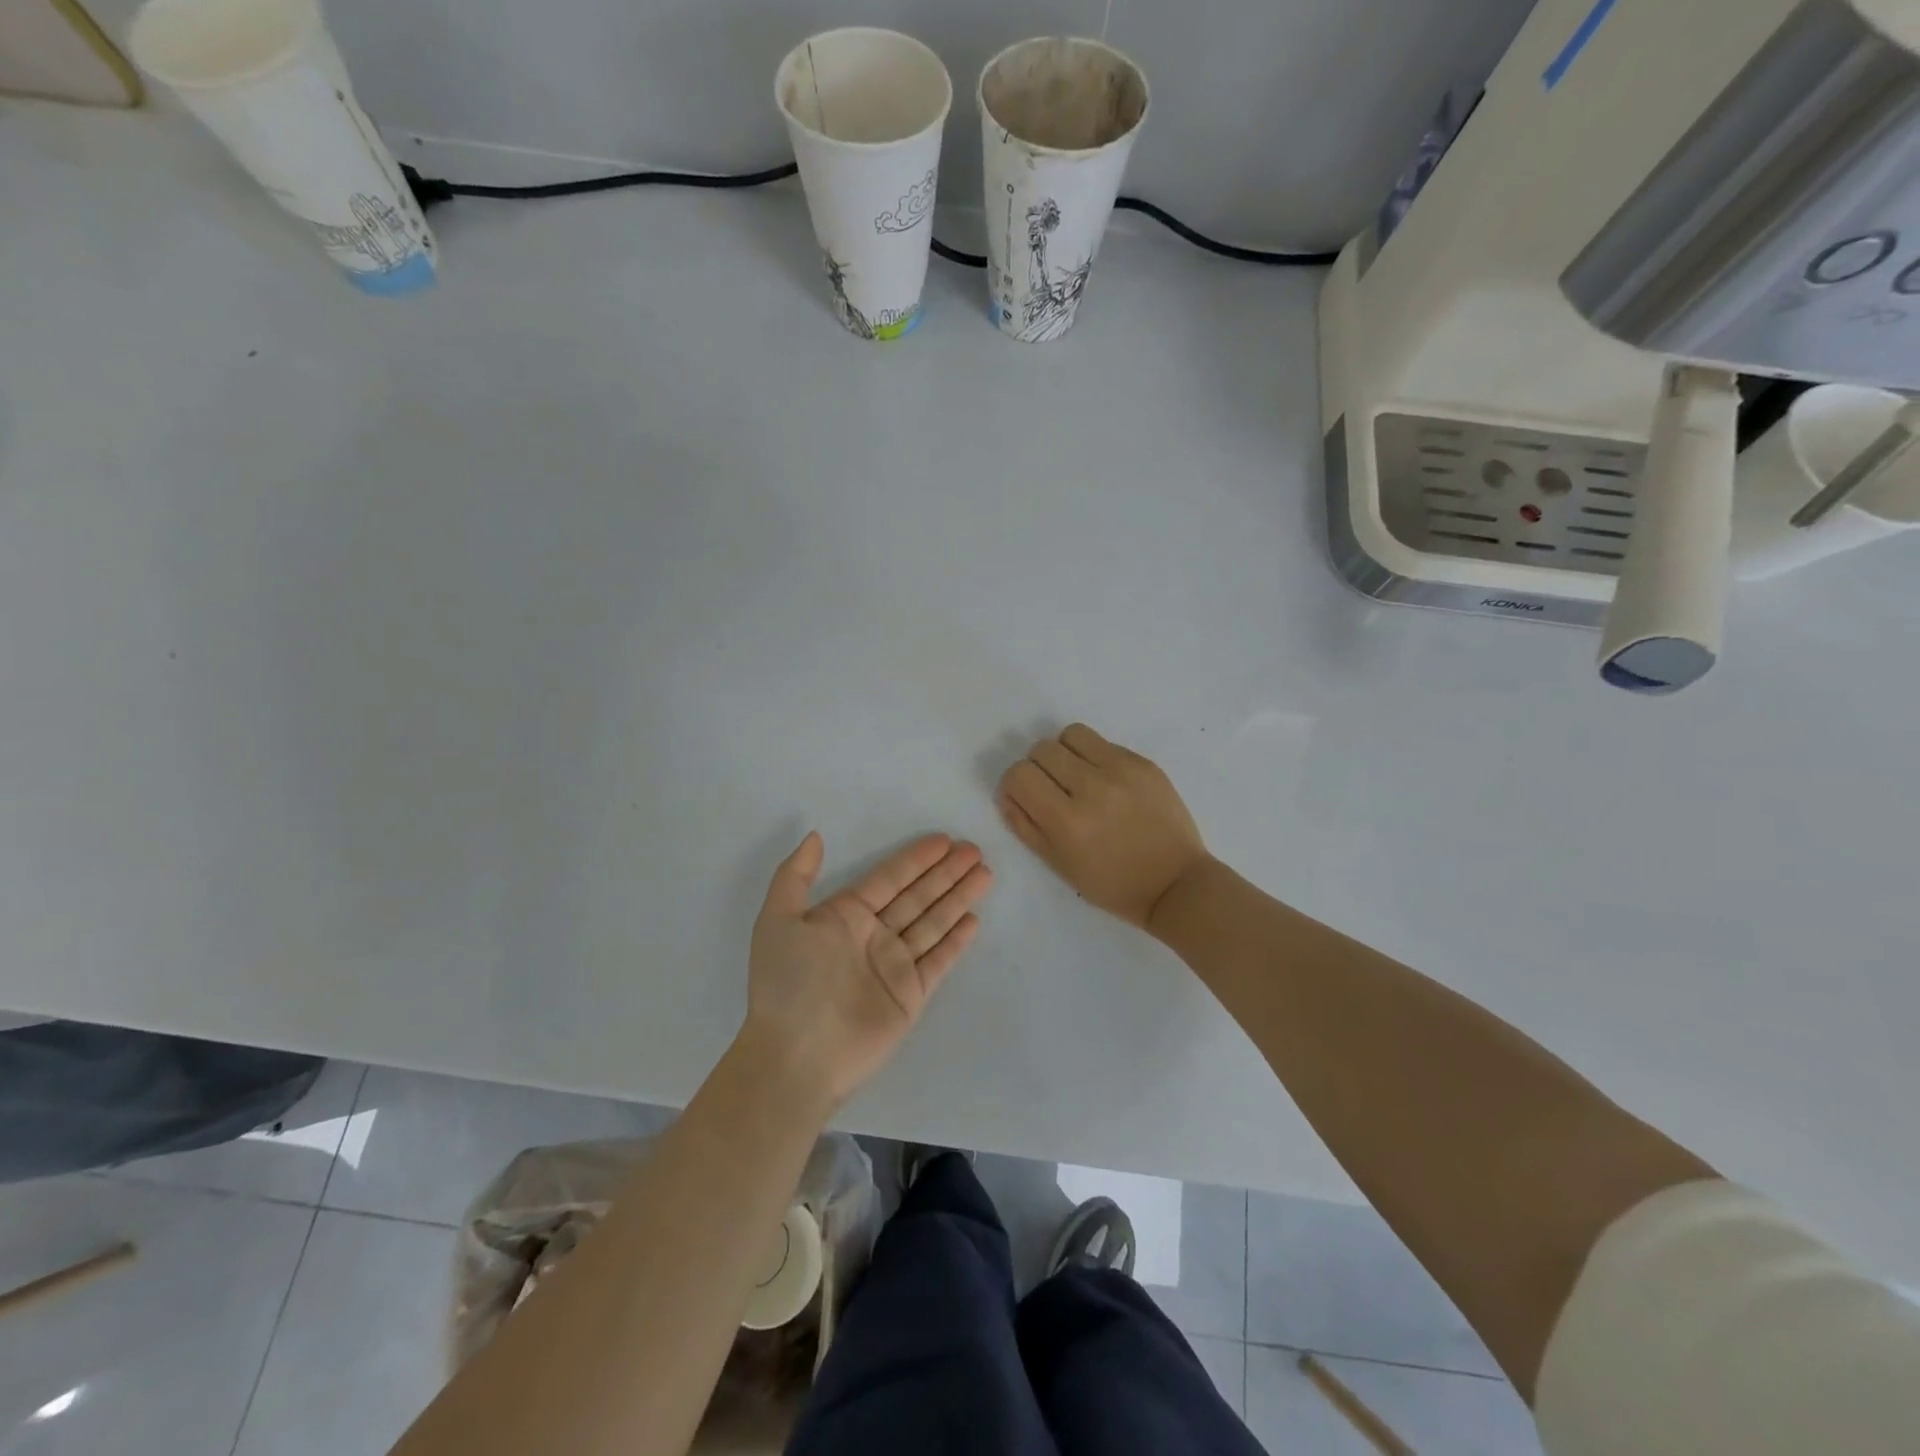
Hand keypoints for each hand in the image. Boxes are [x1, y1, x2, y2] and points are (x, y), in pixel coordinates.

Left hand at [745, 832, 992, 1108]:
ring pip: (933, 922)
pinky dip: (956, 941)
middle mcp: (873, 935)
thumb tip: (814, 835)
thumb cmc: (788, 983)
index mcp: (844, 916)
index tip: (944, 840)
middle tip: (975, 850)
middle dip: (946, 873)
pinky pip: (938, 960)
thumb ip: (795, 876)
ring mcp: (894, 965)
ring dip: (958, 898)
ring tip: (985, 874)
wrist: (796, 1056)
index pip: (889, 878)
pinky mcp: (910, 995)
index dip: (916, 859)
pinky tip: (973, 919)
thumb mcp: (778, 920)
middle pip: (918, 896)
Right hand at [996, 723, 1210, 930]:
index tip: (1027, 797)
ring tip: (1077, 777)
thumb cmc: (1112, 884)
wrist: (1175, 882)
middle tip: (1054, 790)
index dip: (1016, 785)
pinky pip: (1103, 742)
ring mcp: (1122, 770)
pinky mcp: (1143, 762)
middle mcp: (1092, 788)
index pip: (1020, 775)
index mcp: (1067, 821)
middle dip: (1039, 768)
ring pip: (1071, 735)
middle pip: (1042, 749)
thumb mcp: (1059, 866)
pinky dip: (1095, 757)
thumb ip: (1026, 825)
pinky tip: (1107, 782)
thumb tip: (1008, 792)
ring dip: (1065, 753)